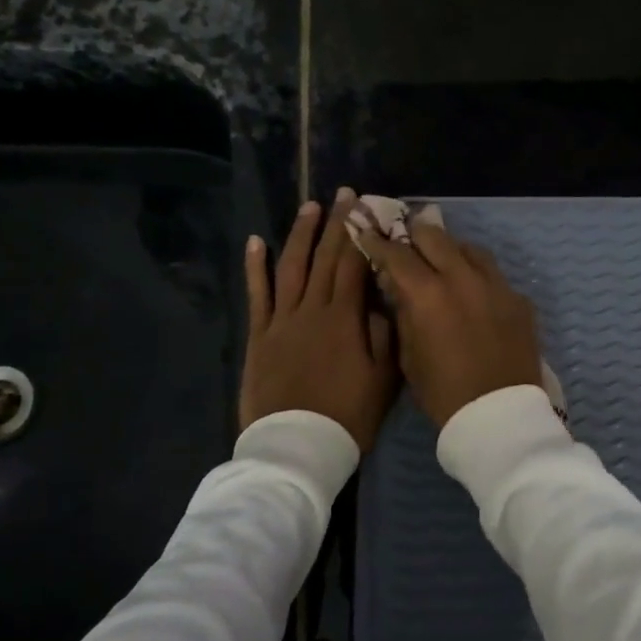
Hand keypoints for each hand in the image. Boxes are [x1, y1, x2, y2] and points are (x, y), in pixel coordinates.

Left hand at [240, 189, 399, 451]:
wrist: (296, 446)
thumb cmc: (347, 416)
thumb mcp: (383, 379)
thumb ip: (384, 335)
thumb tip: (380, 299)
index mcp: (345, 318)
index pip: (354, 264)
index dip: (361, 233)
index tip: (368, 207)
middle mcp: (312, 309)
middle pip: (325, 258)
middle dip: (336, 223)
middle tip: (343, 194)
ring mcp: (281, 320)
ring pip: (292, 266)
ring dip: (300, 234)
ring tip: (309, 207)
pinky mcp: (259, 335)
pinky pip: (257, 294)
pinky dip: (255, 266)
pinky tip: (256, 241)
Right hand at [347, 214, 541, 428]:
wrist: (499, 416)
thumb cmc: (443, 393)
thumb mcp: (409, 355)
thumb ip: (402, 313)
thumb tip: (397, 286)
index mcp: (428, 294)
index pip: (397, 254)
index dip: (378, 243)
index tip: (368, 235)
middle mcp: (463, 278)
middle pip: (434, 236)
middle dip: (415, 236)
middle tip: (406, 242)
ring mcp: (496, 285)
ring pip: (469, 248)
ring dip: (450, 250)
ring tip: (442, 262)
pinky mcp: (518, 298)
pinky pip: (493, 274)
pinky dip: (477, 275)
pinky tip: (473, 292)